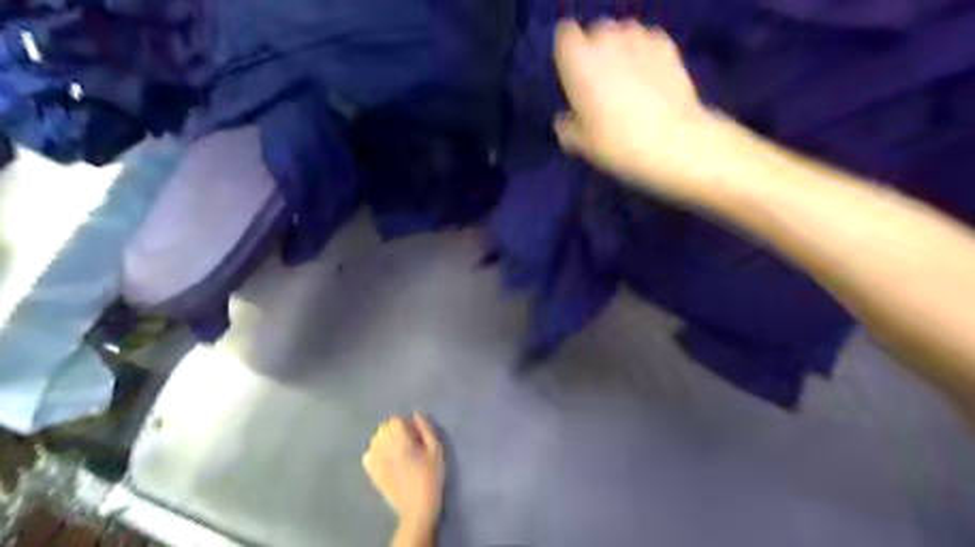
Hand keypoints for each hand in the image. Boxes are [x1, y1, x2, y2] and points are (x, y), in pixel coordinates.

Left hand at [361, 413, 443, 527]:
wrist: (417, 507)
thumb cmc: (431, 476)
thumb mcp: (436, 449)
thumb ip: (426, 429)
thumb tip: (415, 414)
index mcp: (400, 440)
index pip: (394, 420)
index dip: (405, 423)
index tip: (414, 433)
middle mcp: (384, 448)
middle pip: (383, 428)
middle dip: (394, 429)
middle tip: (407, 441)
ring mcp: (375, 461)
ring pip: (374, 440)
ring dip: (384, 439)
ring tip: (396, 449)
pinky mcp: (371, 473)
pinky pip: (367, 455)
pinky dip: (374, 452)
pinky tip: (385, 459)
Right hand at [555, 20, 714, 201]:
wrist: (673, 142)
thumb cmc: (618, 143)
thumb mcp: (582, 144)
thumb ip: (567, 127)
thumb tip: (566, 120)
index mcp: (578, 61)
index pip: (564, 36)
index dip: (568, 56)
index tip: (573, 76)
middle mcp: (606, 39)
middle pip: (595, 32)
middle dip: (596, 51)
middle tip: (601, 84)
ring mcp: (639, 38)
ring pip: (623, 33)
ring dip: (621, 50)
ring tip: (628, 80)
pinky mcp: (667, 44)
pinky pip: (648, 42)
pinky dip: (645, 54)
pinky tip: (650, 79)